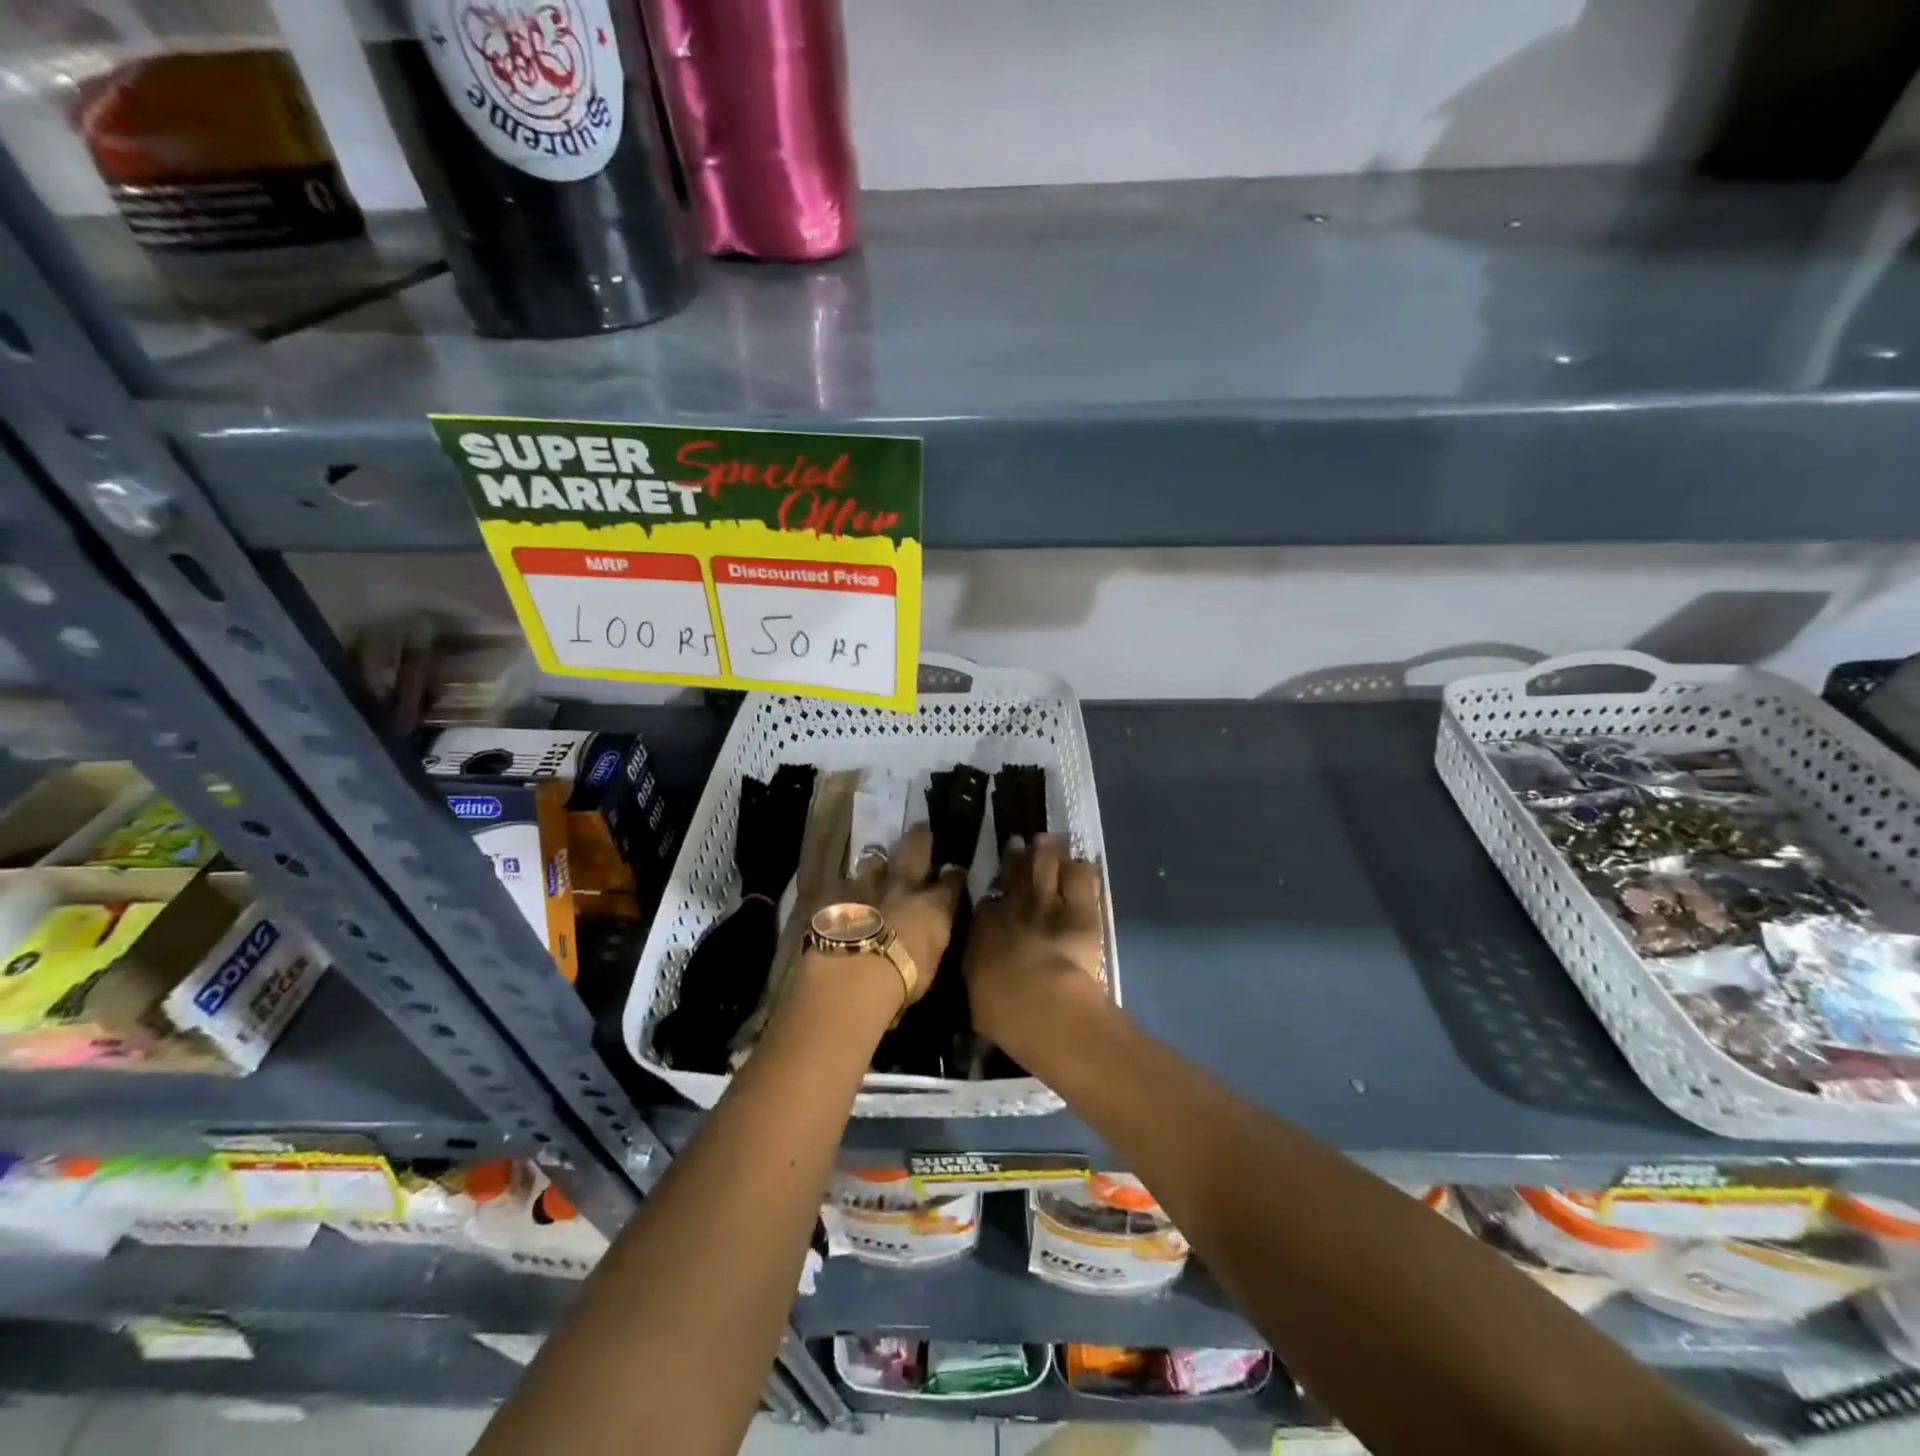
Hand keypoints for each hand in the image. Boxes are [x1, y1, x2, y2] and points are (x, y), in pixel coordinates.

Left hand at [838, 822, 965, 1005]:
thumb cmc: (903, 980)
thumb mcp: (931, 963)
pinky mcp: (833, 894)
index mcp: (933, 906)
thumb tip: (931, 930)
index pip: (951, 882)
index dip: (953, 875)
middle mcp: (903, 887)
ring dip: (875, 862)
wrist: (854, 974)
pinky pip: (839, 884)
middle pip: (914, 851)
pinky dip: (842, 889)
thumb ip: (932, 938)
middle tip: (920, 828)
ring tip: (875, 861)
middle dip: (919, 839)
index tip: (954, 870)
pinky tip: (838, 894)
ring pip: (873, 861)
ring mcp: (866, 885)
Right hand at [964, 832, 1105, 1046]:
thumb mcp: (976, 991)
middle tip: (1021, 843)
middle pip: (1016, 871)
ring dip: (1048, 851)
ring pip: (1047, 863)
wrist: (1039, 1002)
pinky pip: (1082, 877)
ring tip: (1051, 841)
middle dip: (1018, 856)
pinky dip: (1081, 870)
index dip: (995, 883)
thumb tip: (980, 968)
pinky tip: (1083, 866)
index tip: (998, 878)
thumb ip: (978, 971)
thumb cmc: (999, 1008)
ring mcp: (1048, 901)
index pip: (989, 896)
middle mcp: (1014, 905)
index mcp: (984, 925)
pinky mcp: (1080, 908)